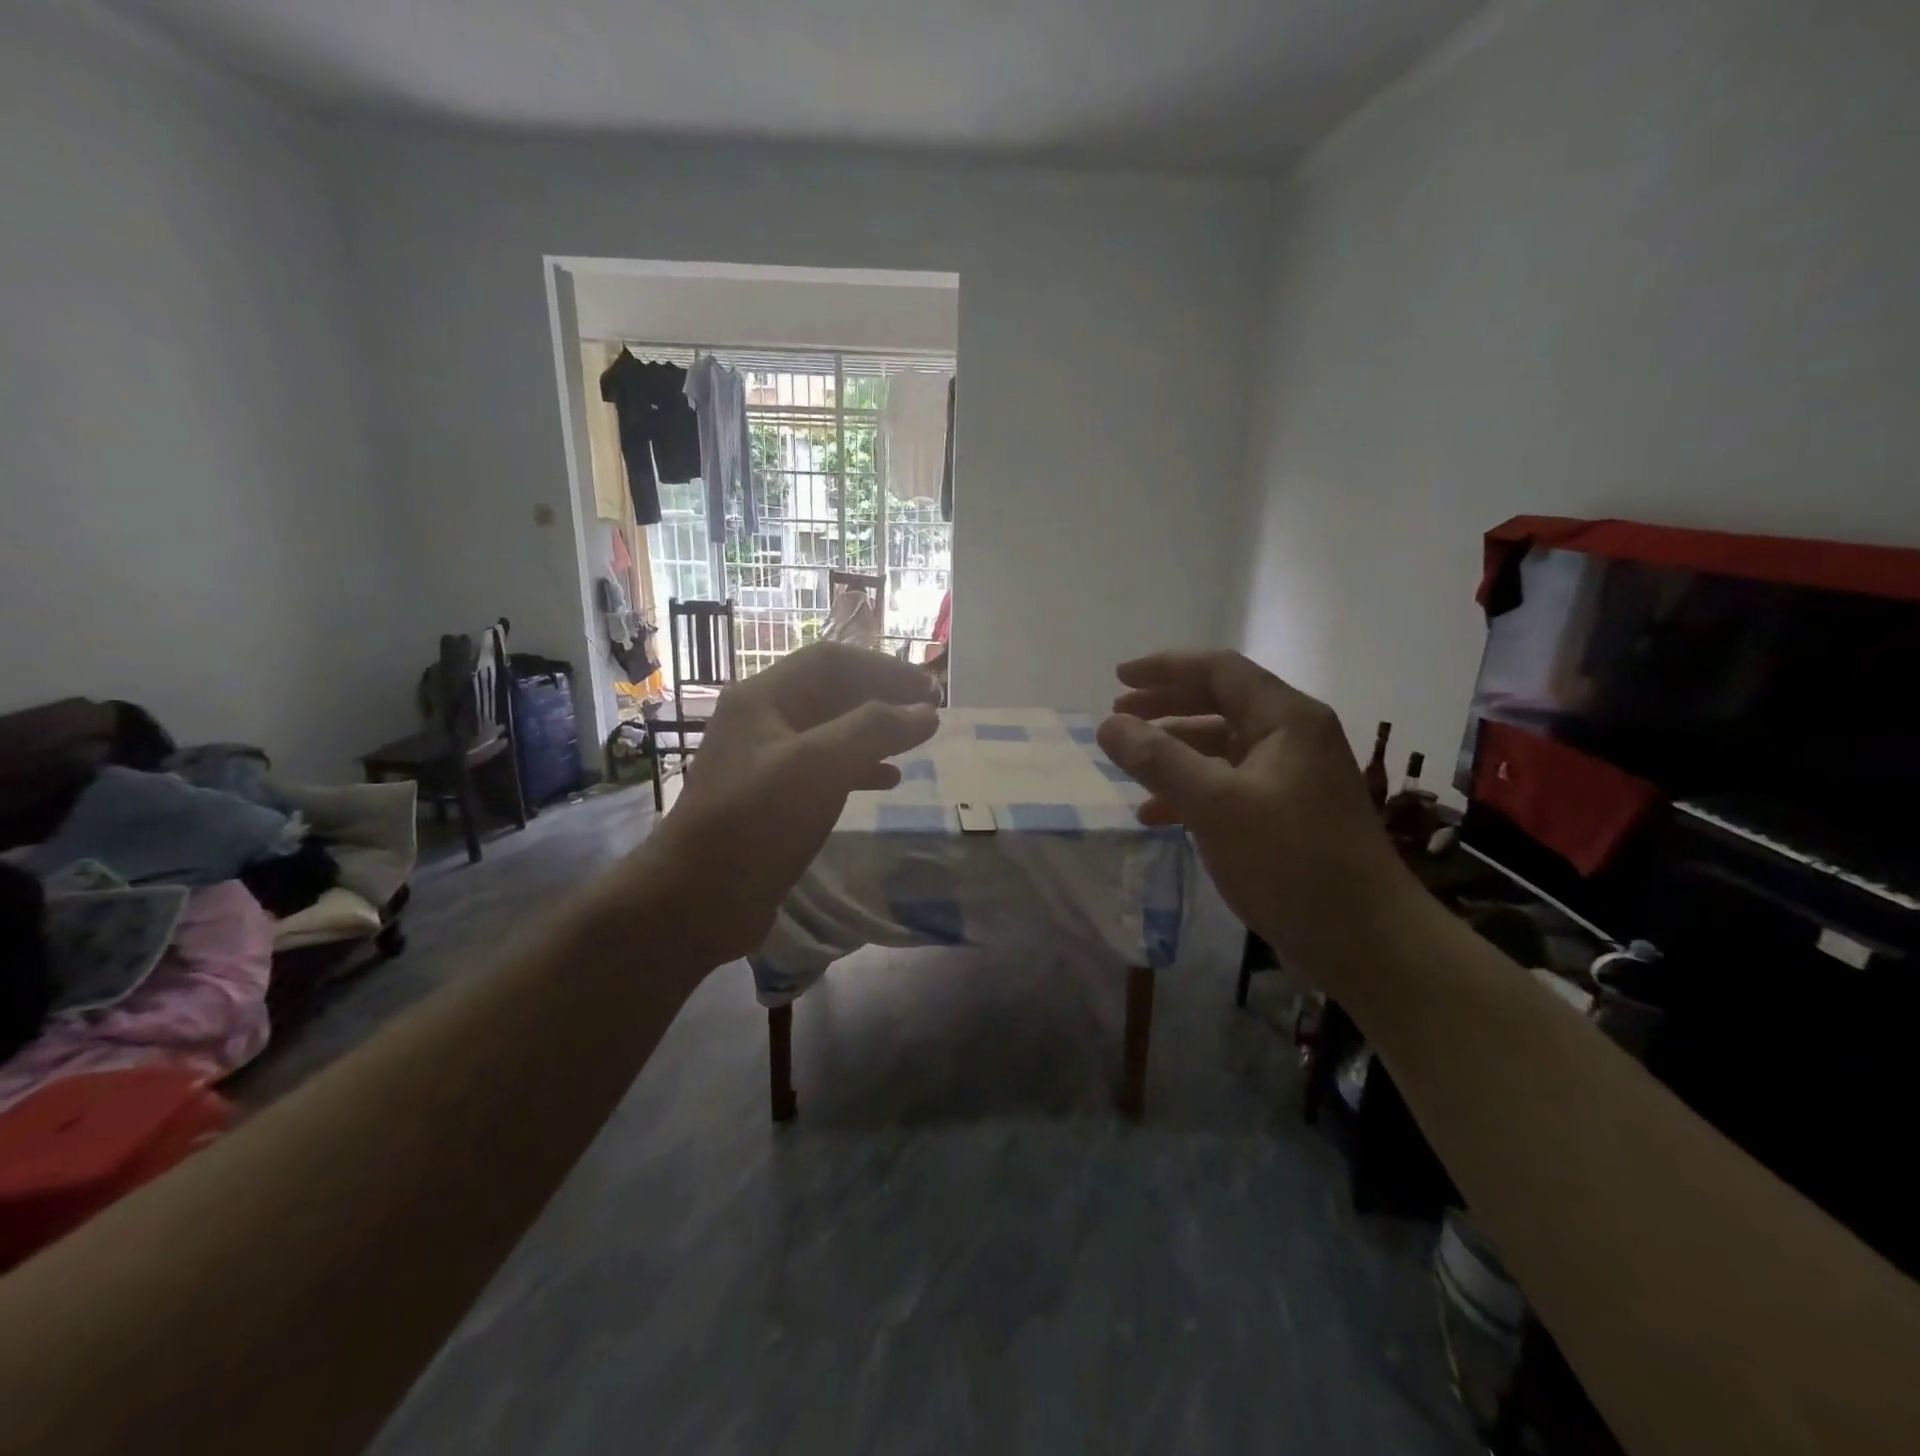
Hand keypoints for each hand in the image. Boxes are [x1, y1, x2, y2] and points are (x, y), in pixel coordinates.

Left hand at [632, 642, 939, 966]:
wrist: (699, 899)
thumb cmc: (756, 821)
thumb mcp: (818, 765)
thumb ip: (874, 730)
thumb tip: (926, 711)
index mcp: (762, 698)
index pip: (831, 661)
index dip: (884, 668)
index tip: (929, 688)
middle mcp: (762, 720)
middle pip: (832, 692)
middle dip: (882, 697)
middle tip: (928, 713)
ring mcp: (766, 760)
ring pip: (831, 731)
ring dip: (874, 732)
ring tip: (915, 743)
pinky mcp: (774, 798)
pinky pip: (825, 768)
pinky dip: (860, 767)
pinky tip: (888, 781)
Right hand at [1095, 650, 1410, 982]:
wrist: (1365, 943)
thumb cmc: (1292, 863)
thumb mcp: (1215, 806)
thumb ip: (1158, 760)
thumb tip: (1108, 725)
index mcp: (1287, 719)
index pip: (1219, 670)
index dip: (1165, 668)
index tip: (1117, 678)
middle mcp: (1292, 738)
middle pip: (1219, 703)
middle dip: (1165, 706)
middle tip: (1118, 717)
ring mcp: (1291, 777)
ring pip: (1220, 747)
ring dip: (1173, 751)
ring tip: (1129, 765)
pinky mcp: (1286, 814)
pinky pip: (1228, 785)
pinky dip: (1190, 791)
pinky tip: (1156, 815)